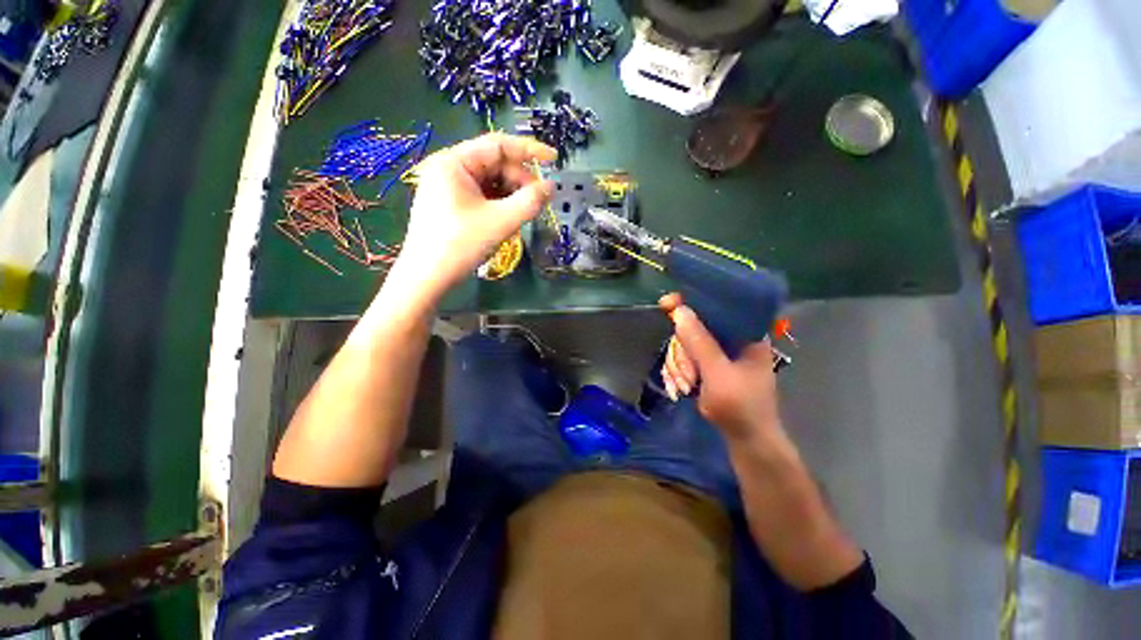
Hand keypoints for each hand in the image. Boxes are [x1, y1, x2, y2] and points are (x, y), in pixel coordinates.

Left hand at [387, 133, 556, 306]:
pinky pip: (482, 196)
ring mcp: (448, 187)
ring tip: (523, 215)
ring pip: (490, 182)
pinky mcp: (450, 204)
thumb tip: (551, 187)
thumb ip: (530, 201)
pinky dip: (499, 205)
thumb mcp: (501, 222)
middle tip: (537, 202)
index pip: (498, 145)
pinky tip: (507, 219)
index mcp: (455, 162)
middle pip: (494, 164)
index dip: (529, 150)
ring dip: (511, 195)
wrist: (427, 278)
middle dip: (519, 181)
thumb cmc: (461, 245)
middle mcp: (449, 168)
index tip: (554, 159)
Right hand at [659, 293, 781, 441]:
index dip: (690, 301)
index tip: (666, 304)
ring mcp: (717, 354)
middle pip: (692, 326)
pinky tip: (682, 387)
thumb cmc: (741, 407)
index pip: (717, 305)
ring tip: (686, 386)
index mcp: (745, 333)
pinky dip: (678, 372)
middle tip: (687, 374)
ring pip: (683, 344)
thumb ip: (700, 342)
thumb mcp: (719, 373)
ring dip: (679, 366)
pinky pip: (682, 358)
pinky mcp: (706, 366)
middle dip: (682, 351)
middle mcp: (730, 339)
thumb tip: (679, 311)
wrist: (746, 441)